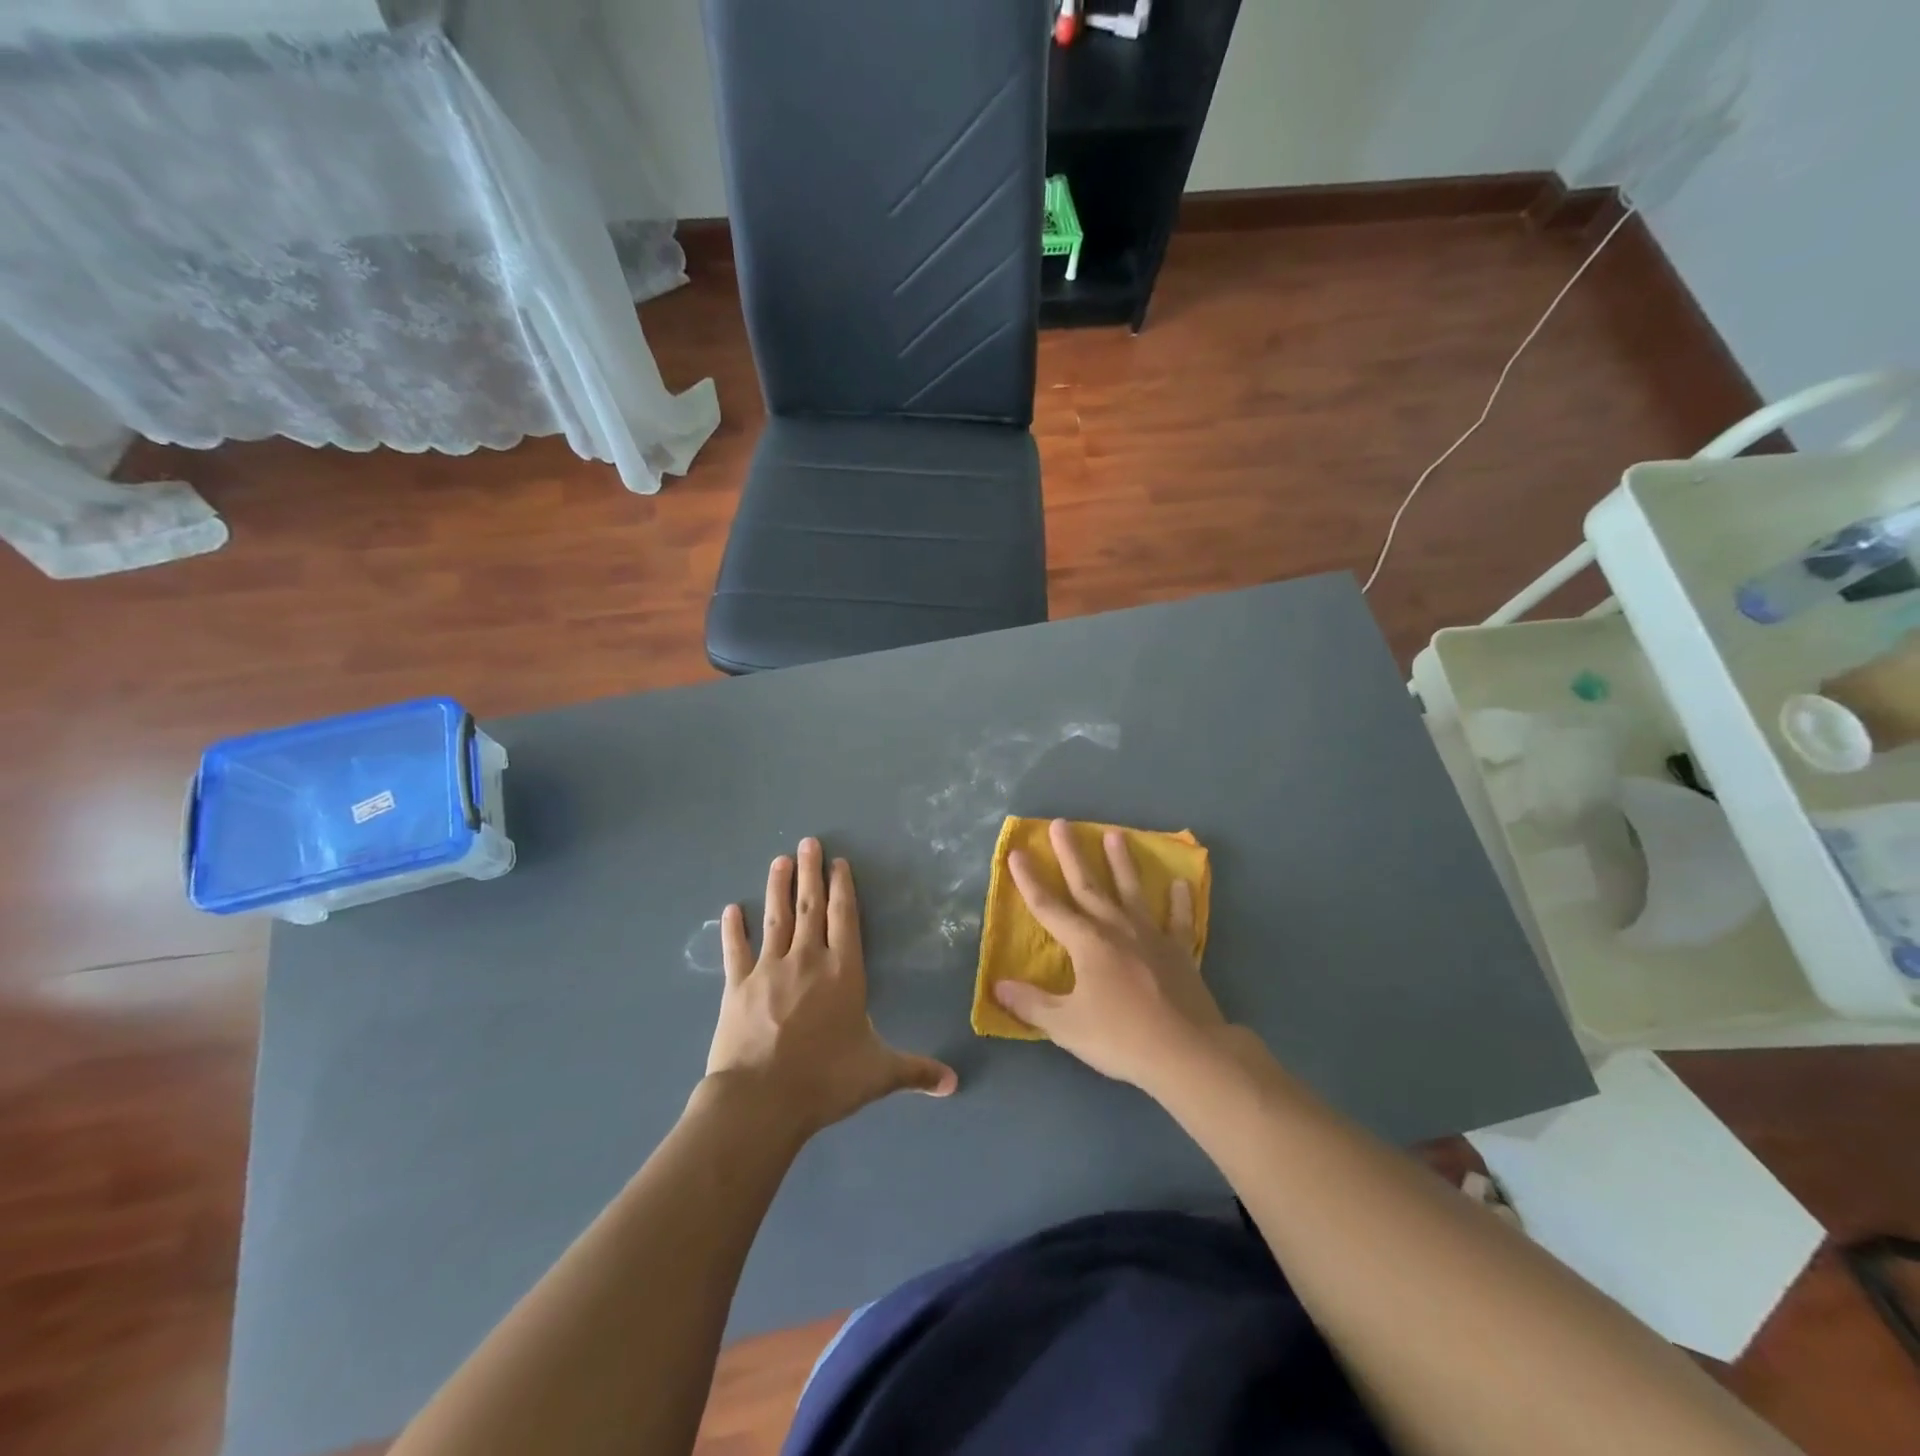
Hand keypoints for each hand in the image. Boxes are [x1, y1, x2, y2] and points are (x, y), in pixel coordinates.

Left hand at [706, 838, 957, 1139]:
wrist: (761, 1100)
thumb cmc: (825, 1080)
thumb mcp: (878, 1074)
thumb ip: (916, 1071)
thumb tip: (954, 1084)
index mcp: (843, 972)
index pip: (844, 918)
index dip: (842, 888)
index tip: (837, 862)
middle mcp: (808, 960)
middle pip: (810, 907)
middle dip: (810, 873)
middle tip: (808, 842)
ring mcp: (769, 970)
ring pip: (776, 918)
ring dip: (778, 887)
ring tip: (780, 860)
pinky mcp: (738, 986)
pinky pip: (736, 951)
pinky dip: (733, 930)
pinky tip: (730, 910)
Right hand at [993, 819, 1226, 1090]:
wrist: (1187, 1052)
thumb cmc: (1120, 1037)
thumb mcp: (1066, 1026)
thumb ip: (1032, 1004)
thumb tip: (998, 986)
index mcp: (1086, 943)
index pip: (1048, 906)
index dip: (1029, 880)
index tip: (1017, 853)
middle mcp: (1116, 928)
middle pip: (1087, 884)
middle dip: (1071, 854)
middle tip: (1061, 823)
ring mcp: (1151, 936)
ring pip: (1131, 891)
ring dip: (1121, 862)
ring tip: (1115, 834)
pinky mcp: (1179, 951)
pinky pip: (1178, 919)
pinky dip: (1179, 901)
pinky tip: (1180, 883)